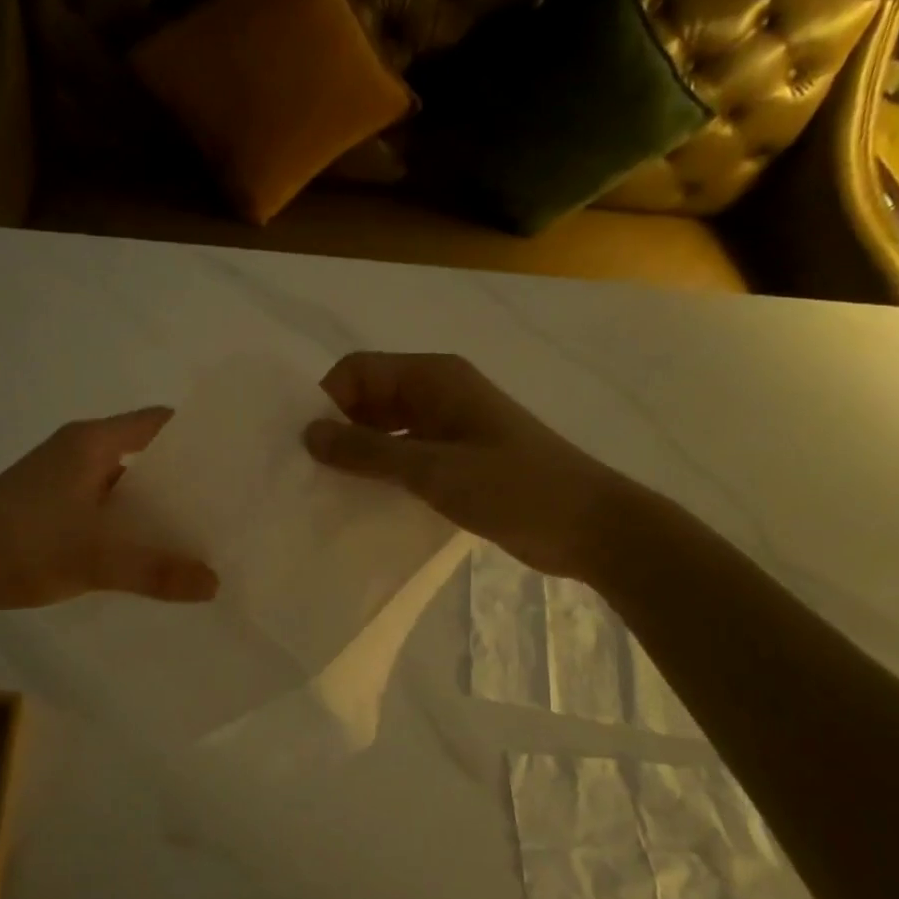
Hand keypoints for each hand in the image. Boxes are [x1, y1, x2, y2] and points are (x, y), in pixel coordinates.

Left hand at [0, 408, 219, 626]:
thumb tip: (215, 583)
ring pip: (120, 487)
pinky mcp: (46, 511)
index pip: (157, 423)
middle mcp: (75, 453)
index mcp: (89, 443)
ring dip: (151, 508)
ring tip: (195, 535)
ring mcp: (58, 482)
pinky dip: (124, 527)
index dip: (195, 436)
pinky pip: (99, 510)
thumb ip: (156, 570)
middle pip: (142, 455)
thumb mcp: (95, 559)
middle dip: (180, 480)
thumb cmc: (21, 546)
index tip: (232, 461)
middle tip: (222, 507)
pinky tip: (146, 557)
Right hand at [303, 352, 637, 579]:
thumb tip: (308, 433)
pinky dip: (382, 471)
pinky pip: (404, 454)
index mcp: (433, 377)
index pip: (357, 371)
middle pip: (368, 397)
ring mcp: (448, 426)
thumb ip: (368, 451)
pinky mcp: (456, 458)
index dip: (328, 401)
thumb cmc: (513, 487)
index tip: (308, 447)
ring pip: (384, 428)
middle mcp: (437, 392)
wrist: (590, 527)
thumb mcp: (433, 469)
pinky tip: (364, 501)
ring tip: (329, 490)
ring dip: (358, 453)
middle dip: (338, 428)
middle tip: (309, 473)